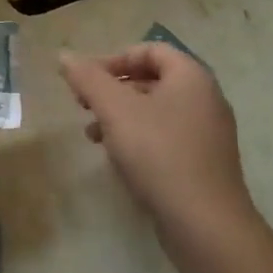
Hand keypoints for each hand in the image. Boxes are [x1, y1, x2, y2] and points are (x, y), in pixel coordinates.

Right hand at [59, 44, 256, 235]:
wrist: (205, 223)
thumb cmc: (158, 154)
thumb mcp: (115, 110)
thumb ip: (88, 79)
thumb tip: (64, 56)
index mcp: (191, 77)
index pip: (150, 49)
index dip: (114, 59)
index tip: (86, 80)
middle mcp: (206, 99)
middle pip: (152, 79)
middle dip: (113, 89)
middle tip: (84, 106)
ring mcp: (208, 133)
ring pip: (156, 111)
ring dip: (121, 116)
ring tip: (93, 136)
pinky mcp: (204, 163)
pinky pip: (166, 137)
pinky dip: (139, 139)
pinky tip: (118, 159)